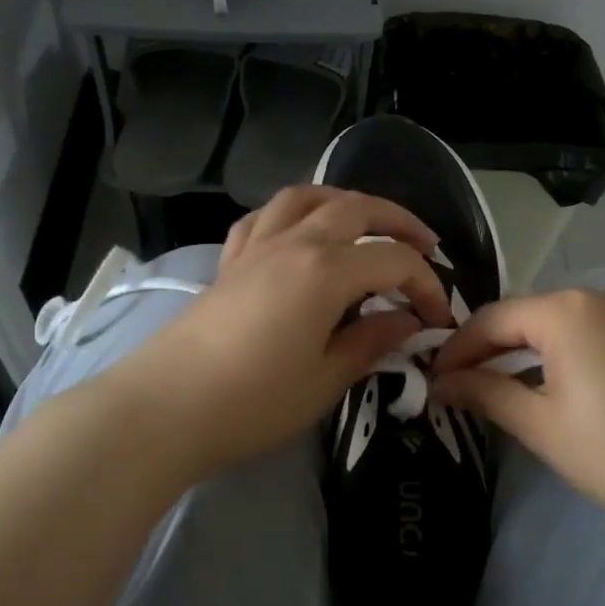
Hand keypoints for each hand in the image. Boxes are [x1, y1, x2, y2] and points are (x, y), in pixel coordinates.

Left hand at [103, 186, 452, 479]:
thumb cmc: (254, 401)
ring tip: (366, 224)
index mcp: (326, 270)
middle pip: (356, 208)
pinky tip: (300, 233)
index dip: (426, 285)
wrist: (166, 408)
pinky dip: (293, 214)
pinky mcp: (230, 261)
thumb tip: (407, 322)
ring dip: (345, 202)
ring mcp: (256, 247)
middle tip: (425, 246)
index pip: (394, 261)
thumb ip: (371, 342)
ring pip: (307, 197)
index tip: (438, 319)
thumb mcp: (326, 379)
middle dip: (398, 222)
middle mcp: (294, 242)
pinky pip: (265, 217)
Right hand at [432, 288, 604, 531]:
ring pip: (560, 324)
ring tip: (502, 387)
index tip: (434, 379)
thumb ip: (483, 392)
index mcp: (565, 310)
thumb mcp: (537, 423)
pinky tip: (555, 386)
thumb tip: (442, 382)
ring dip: (526, 351)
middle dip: (490, 348)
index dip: (457, 348)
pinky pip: (592, 333)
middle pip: (526, 316)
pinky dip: (563, 353)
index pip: (492, 318)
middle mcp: (599, 297)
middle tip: (463, 385)